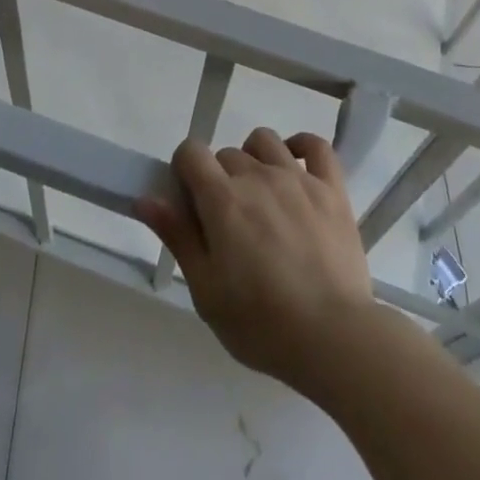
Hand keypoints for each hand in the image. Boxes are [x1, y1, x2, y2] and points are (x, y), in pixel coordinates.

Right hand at [135, 128, 376, 393]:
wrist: (334, 338)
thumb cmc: (262, 324)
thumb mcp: (207, 291)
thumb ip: (178, 237)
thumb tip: (145, 198)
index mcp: (223, 200)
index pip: (191, 152)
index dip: (184, 171)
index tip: (190, 203)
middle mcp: (258, 176)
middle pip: (226, 154)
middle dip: (219, 179)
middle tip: (228, 223)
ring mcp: (298, 178)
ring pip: (265, 141)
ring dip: (254, 159)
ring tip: (260, 197)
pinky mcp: (331, 188)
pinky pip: (316, 145)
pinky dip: (301, 146)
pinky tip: (295, 165)